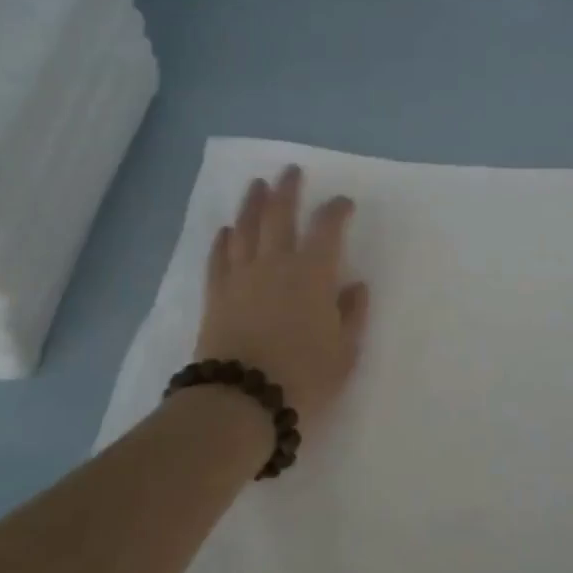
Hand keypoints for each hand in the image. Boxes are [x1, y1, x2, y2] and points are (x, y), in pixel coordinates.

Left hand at [196, 166, 370, 420]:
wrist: (241, 401)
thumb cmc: (303, 378)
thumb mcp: (344, 353)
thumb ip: (352, 315)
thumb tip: (355, 285)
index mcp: (313, 274)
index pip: (327, 228)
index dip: (336, 210)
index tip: (343, 202)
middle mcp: (276, 264)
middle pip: (280, 214)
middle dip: (287, 189)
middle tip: (291, 171)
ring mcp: (242, 277)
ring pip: (246, 228)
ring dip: (252, 203)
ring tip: (257, 185)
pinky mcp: (217, 294)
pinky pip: (219, 258)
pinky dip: (224, 240)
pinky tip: (226, 230)